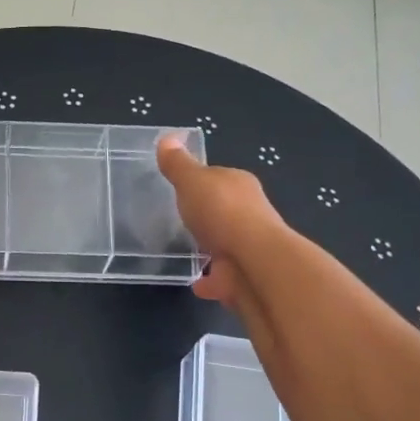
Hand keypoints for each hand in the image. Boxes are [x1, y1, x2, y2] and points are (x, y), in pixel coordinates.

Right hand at [157, 134, 287, 310]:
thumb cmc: (222, 212)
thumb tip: (167, 137)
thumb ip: (177, 164)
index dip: (200, 181)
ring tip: (187, 252)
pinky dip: (210, 279)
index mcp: (239, 185)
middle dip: (208, 215)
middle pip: (224, 211)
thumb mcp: (192, 180)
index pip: (218, 178)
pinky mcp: (243, 276)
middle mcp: (250, 213)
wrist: (252, 262)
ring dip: (210, 248)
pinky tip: (195, 282)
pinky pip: (222, 276)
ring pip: (225, 244)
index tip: (181, 188)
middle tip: (182, 221)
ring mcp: (248, 247)